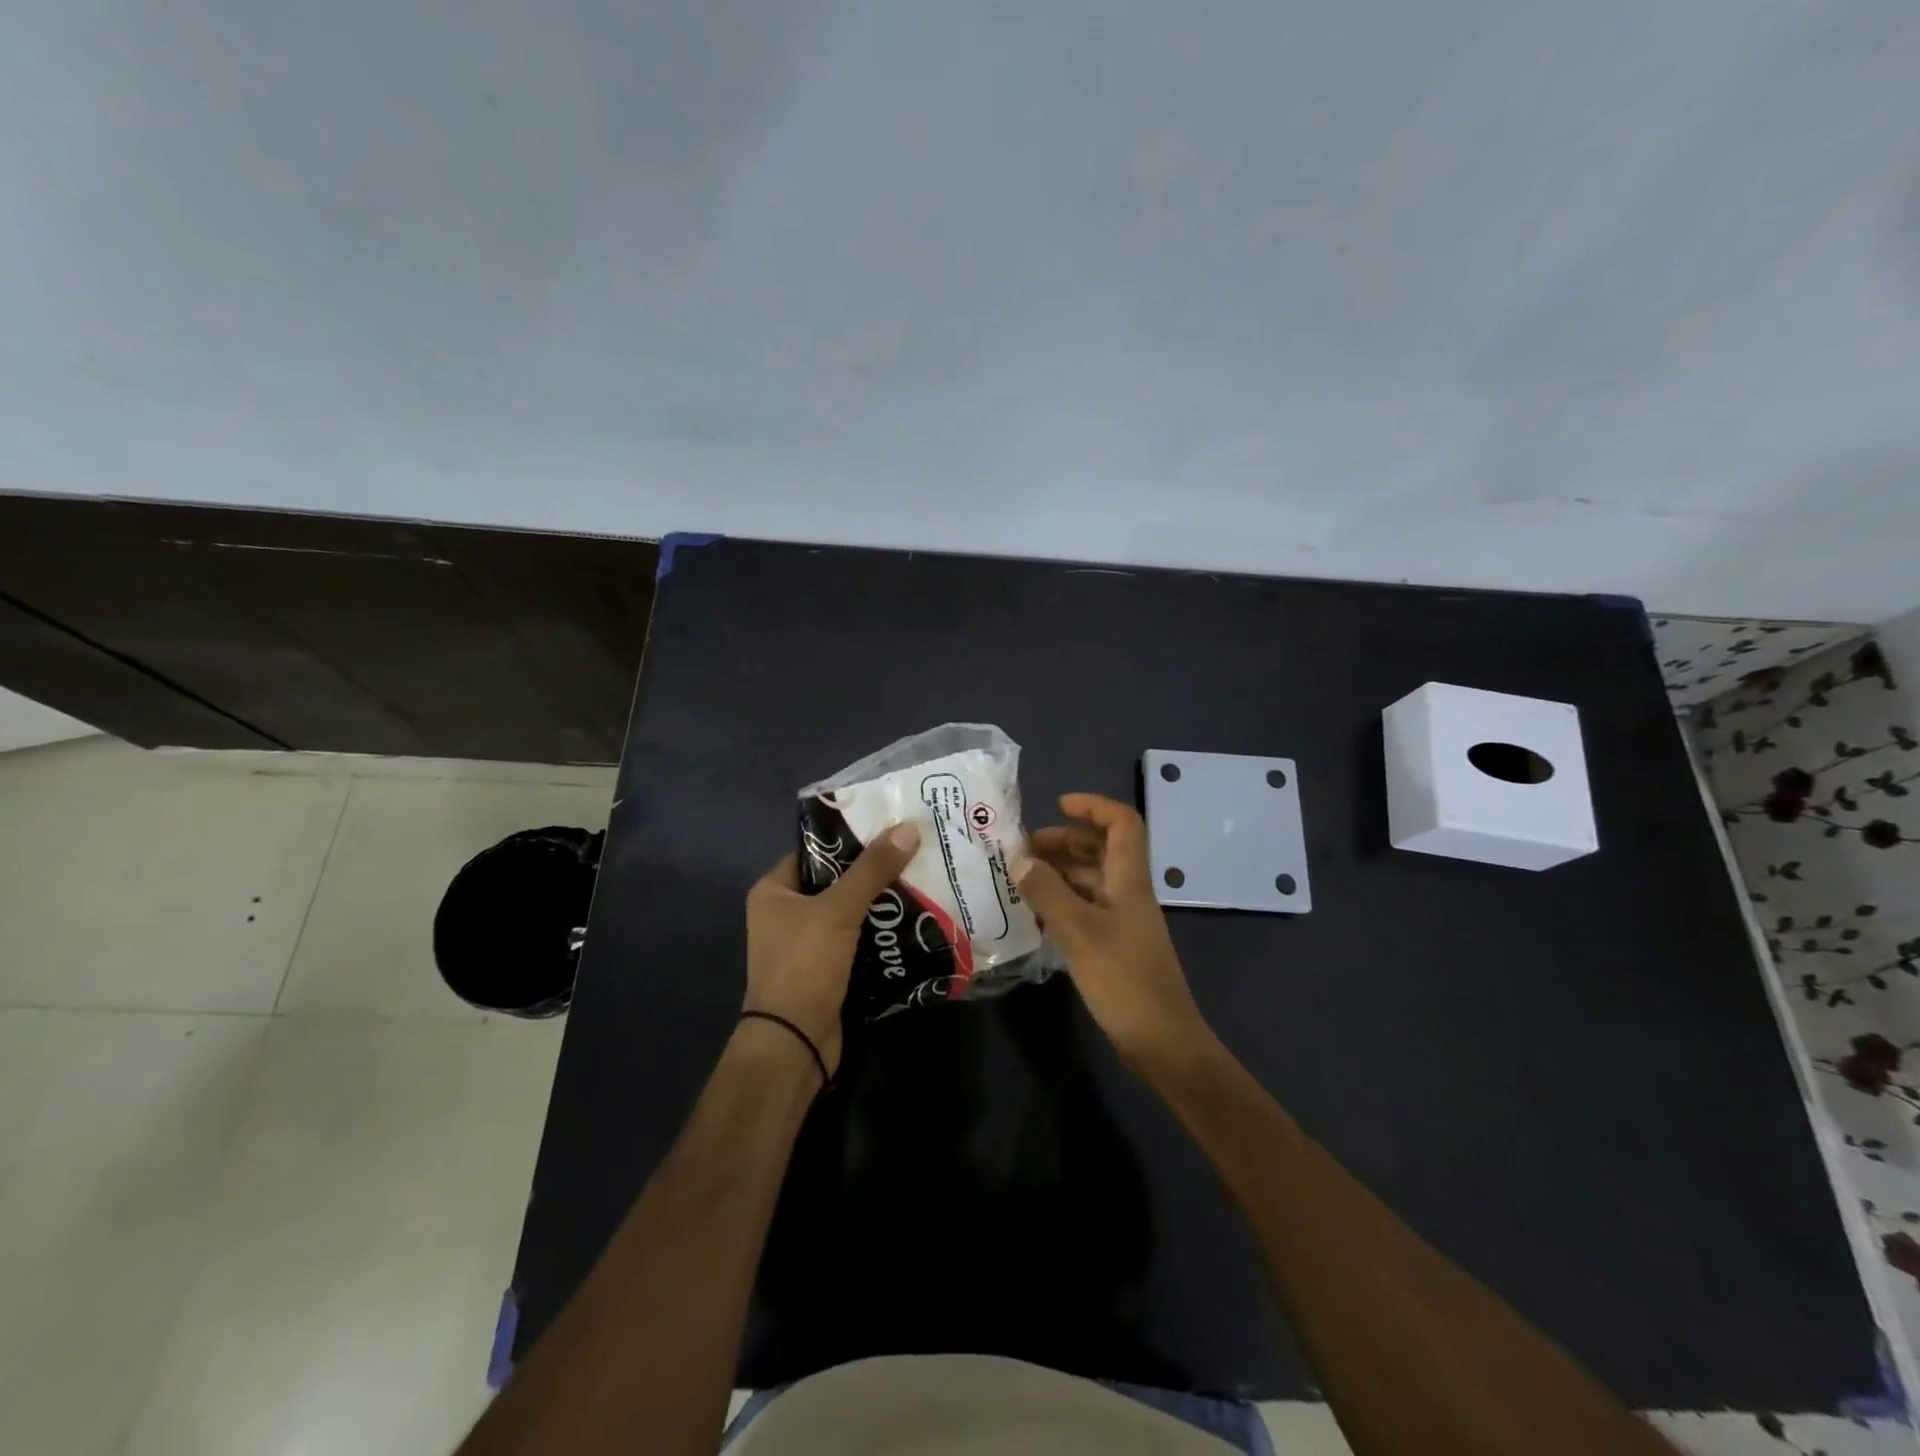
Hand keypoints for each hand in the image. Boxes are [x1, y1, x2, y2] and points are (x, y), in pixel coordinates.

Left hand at [744, 824, 920, 1080]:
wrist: (795, 1043)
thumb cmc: (804, 966)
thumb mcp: (838, 910)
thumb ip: (872, 870)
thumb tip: (908, 828)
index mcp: (774, 890)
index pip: (817, 851)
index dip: (852, 837)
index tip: (891, 824)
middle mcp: (787, 913)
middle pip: (837, 880)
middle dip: (875, 869)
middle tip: (915, 849)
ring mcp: (808, 943)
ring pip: (852, 910)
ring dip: (883, 901)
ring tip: (924, 877)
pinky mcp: (828, 968)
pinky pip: (859, 938)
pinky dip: (882, 930)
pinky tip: (916, 917)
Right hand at [1015, 793, 1215, 1071]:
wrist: (1162, 1042)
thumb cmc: (1124, 980)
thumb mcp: (1079, 932)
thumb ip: (1048, 893)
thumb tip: (1020, 860)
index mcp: (1129, 880)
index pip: (1122, 823)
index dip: (1093, 807)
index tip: (1057, 805)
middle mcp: (1128, 893)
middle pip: (1102, 850)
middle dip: (1064, 840)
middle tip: (1023, 850)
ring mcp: (1122, 921)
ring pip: (1090, 881)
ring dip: (1059, 873)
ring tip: (1019, 880)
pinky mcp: (1114, 946)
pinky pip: (1085, 909)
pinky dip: (1061, 903)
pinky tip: (1034, 915)